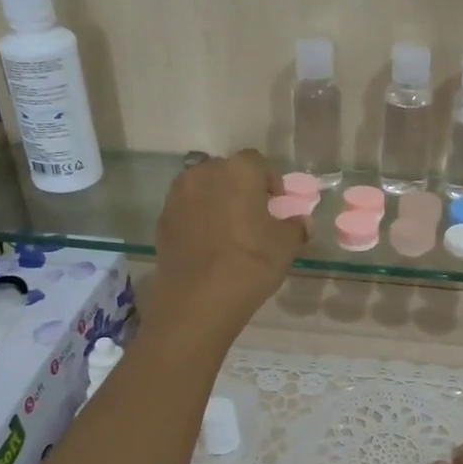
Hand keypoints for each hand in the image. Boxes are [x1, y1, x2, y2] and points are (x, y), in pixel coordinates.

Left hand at [151, 149, 303, 347]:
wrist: (198, 301)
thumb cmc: (250, 264)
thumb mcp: (286, 246)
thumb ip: (296, 227)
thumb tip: (300, 221)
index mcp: (238, 171)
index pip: (258, 163)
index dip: (270, 182)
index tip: (277, 206)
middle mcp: (203, 173)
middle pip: (228, 173)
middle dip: (242, 189)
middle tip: (254, 217)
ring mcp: (177, 196)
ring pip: (204, 190)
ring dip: (218, 202)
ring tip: (230, 232)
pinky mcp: (162, 220)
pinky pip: (187, 211)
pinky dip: (199, 220)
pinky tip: (209, 246)